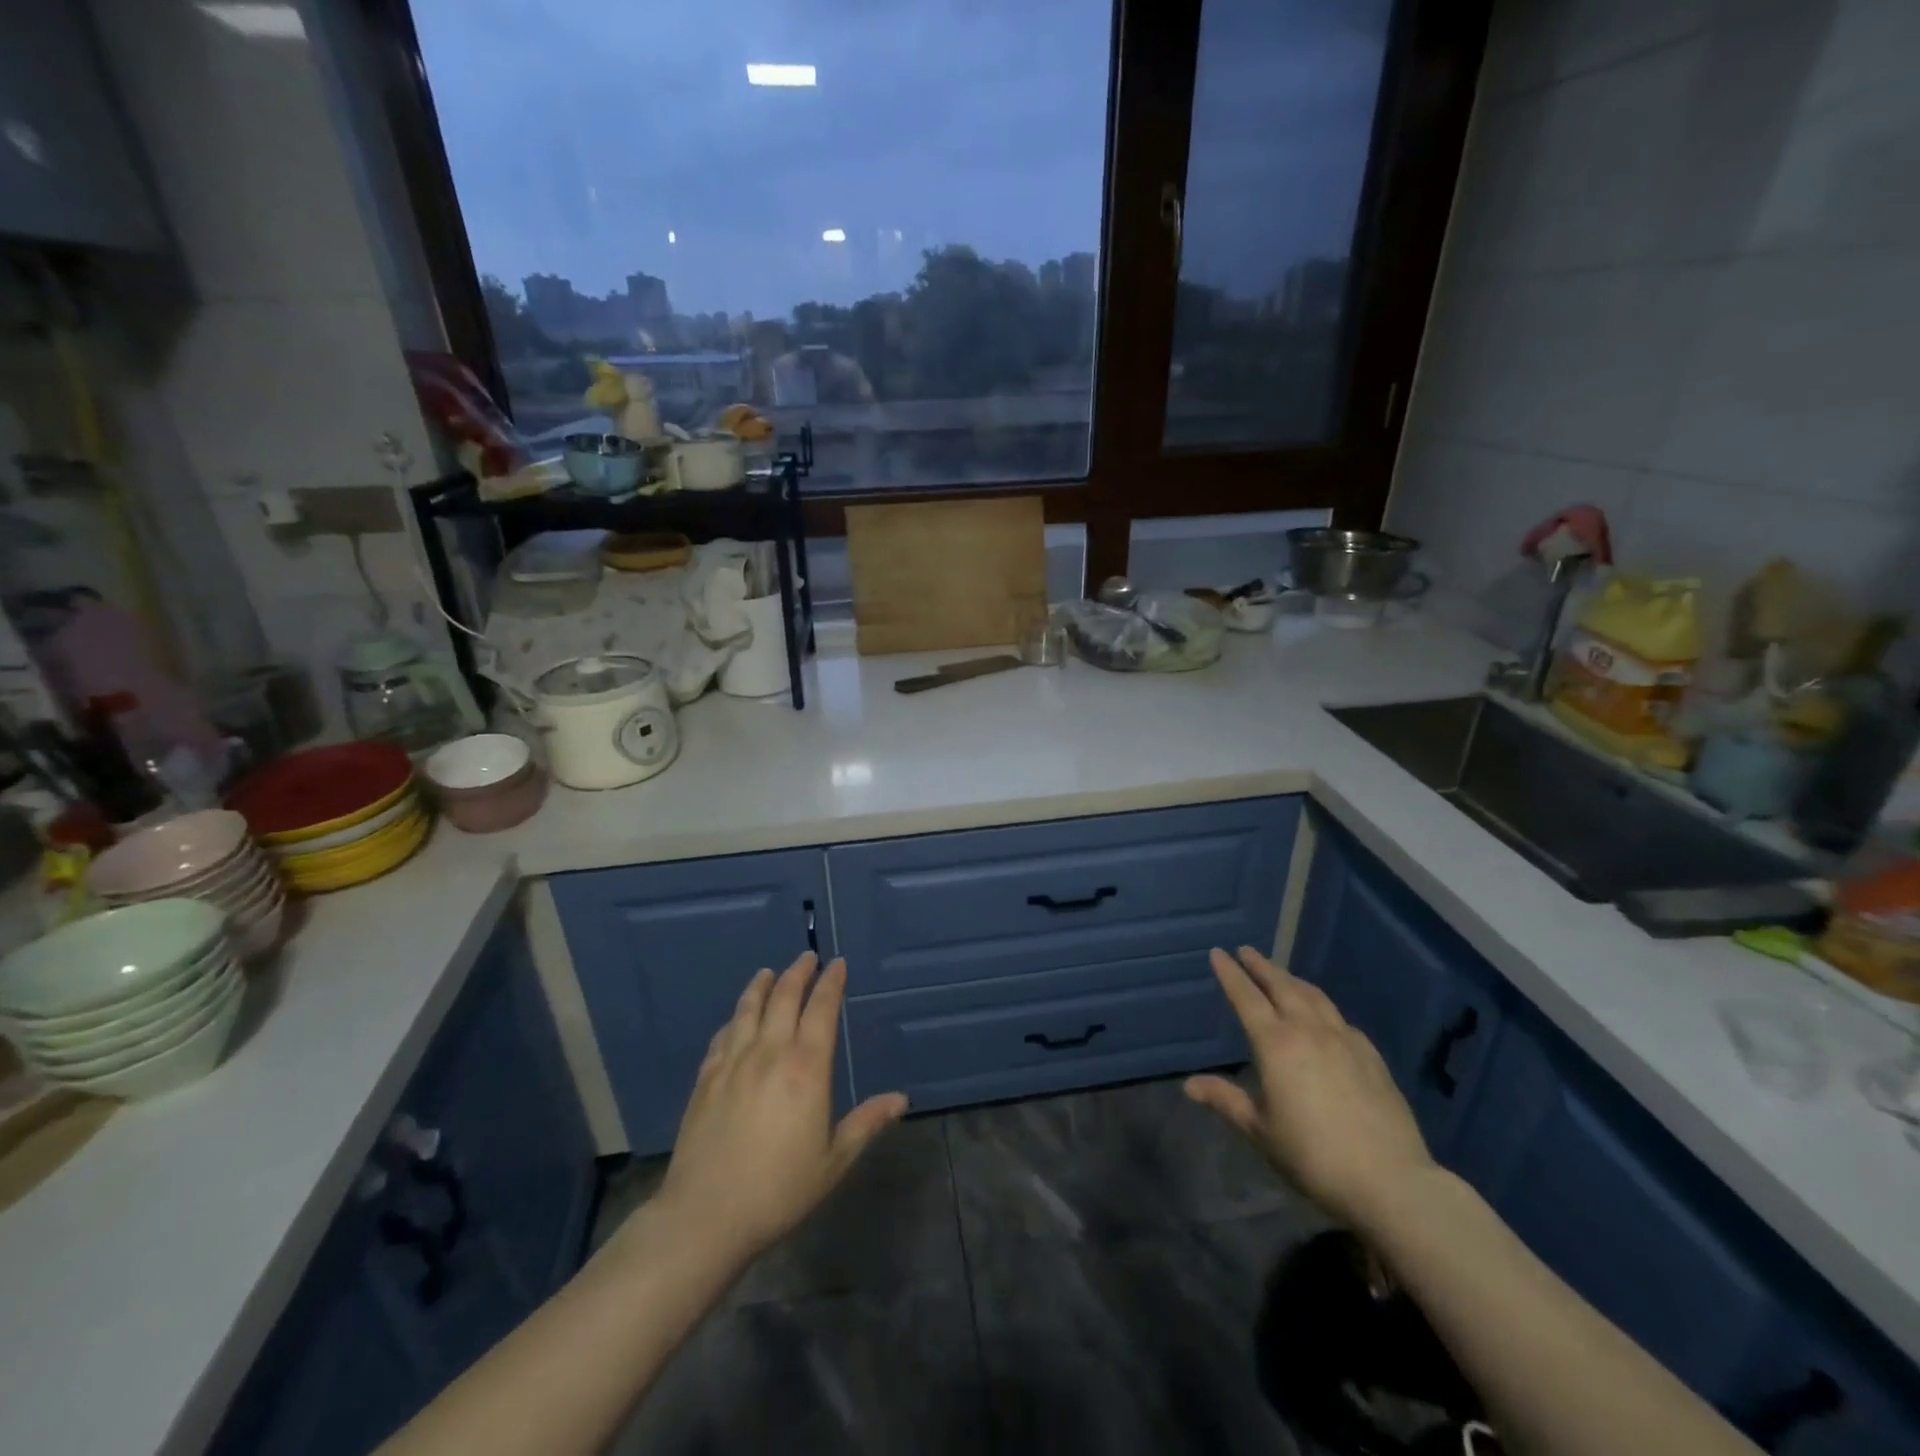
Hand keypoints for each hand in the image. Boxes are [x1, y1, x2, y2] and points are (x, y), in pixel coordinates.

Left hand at [653, 952, 907, 1266]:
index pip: (822, 1009)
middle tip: (808, 957)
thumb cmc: (779, 1190)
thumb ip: (866, 1124)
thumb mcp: (833, 1161)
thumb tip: (901, 1099)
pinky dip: (735, 1017)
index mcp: (806, 1068)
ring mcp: (733, 1062)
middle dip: (799, 973)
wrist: (706, 1216)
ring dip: (762, 985)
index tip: (838, 964)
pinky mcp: (706, 1078)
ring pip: (749, 1008)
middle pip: (784, 998)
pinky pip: (723, 1035)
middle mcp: (770, 1053)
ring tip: (769, 972)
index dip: (831, 983)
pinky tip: (737, 1018)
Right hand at [1185, 946, 1436, 1230]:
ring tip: (1281, 974)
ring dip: (1292, 979)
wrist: (1391, 1181)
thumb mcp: (1261, 1131)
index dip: (1230, 974)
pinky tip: (1323, 1016)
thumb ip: (1226, 1100)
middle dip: (1261, 966)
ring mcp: (1344, 1040)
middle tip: (1246, 951)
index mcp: (1276, 1044)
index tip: (1217, 953)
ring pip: (1314, 996)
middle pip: (1282, 986)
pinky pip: (1339, 1018)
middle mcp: (1309, 1030)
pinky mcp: (1371, 1055)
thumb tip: (1189, 1085)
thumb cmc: (1314, 1156)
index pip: (1246, 997)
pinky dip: (1322, 1006)